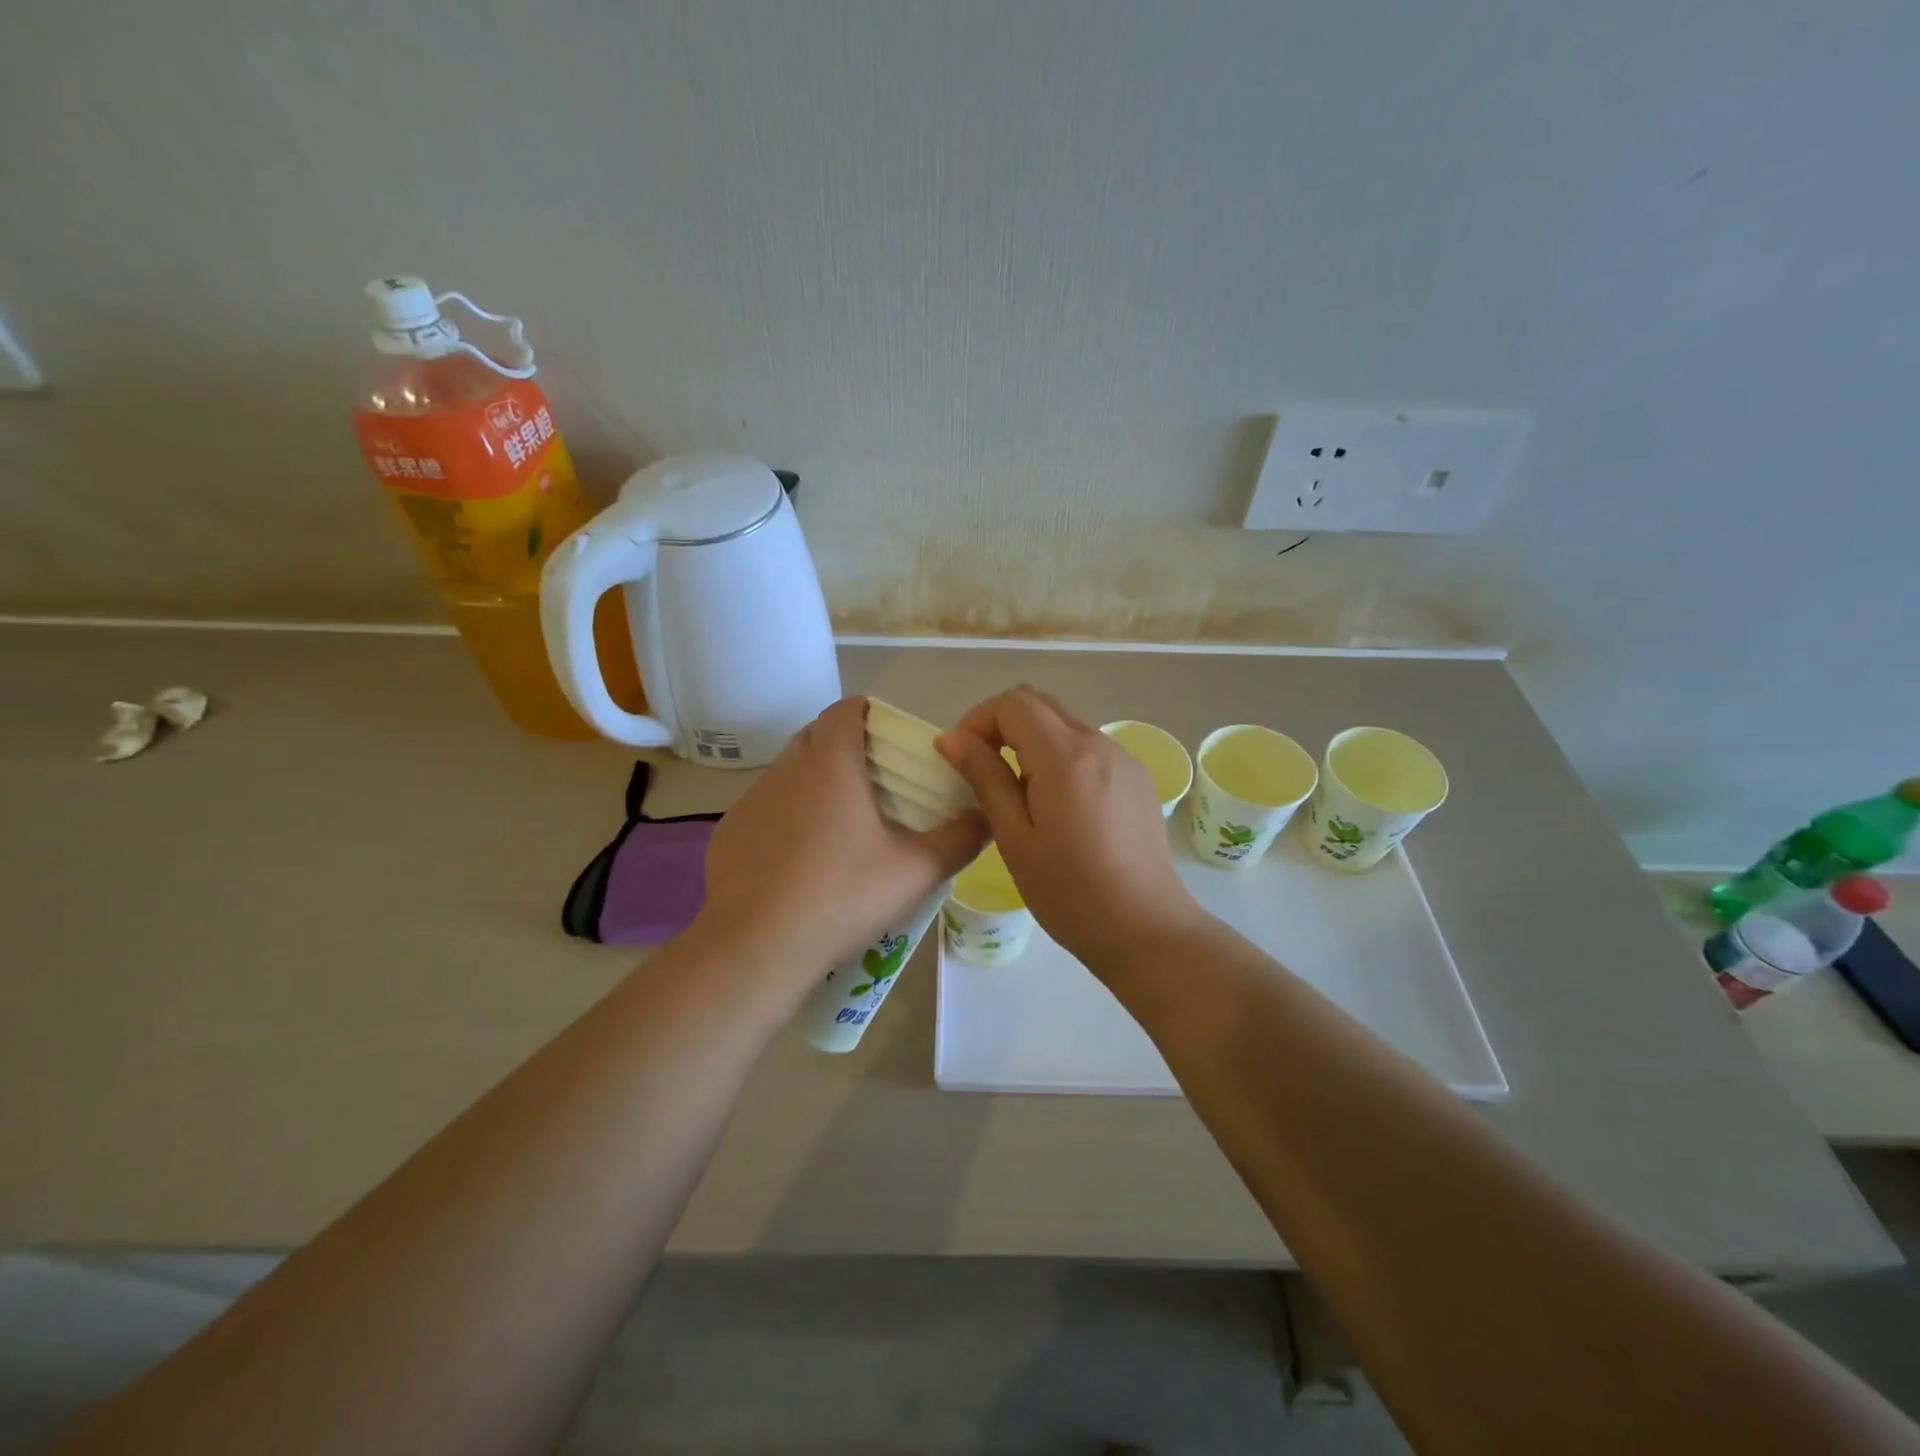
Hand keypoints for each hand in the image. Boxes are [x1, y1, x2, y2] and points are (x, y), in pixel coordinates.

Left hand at [692, 696, 987, 994]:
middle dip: (845, 745)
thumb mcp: (916, 871)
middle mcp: (785, 769)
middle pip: (816, 735)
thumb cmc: (841, 897)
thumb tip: (985, 816)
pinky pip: (765, 808)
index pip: (845, 709)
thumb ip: (960, 838)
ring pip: (788, 772)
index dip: (870, 713)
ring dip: (814, 782)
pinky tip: (800, 859)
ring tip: (841, 824)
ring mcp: (750, 800)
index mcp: (830, 763)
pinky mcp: (728, 832)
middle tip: (876, 782)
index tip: (892, 739)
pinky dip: (786, 816)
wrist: (755, 948)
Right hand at [936, 686, 1203, 969]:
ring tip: (1018, 794)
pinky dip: (1060, 756)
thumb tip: (951, 738)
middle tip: (982, 769)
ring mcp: (1124, 758)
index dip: (978, 720)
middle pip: (1040, 704)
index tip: (962, 758)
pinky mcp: (1137, 778)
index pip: (1013, 703)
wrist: (1145, 930)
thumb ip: (985, 778)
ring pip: (1065, 724)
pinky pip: (1089, 747)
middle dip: (1002, 724)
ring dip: (1031, 741)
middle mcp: (1100, 743)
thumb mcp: (1015, 837)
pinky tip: (1057, 805)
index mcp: (1066, 756)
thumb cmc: (1069, 893)